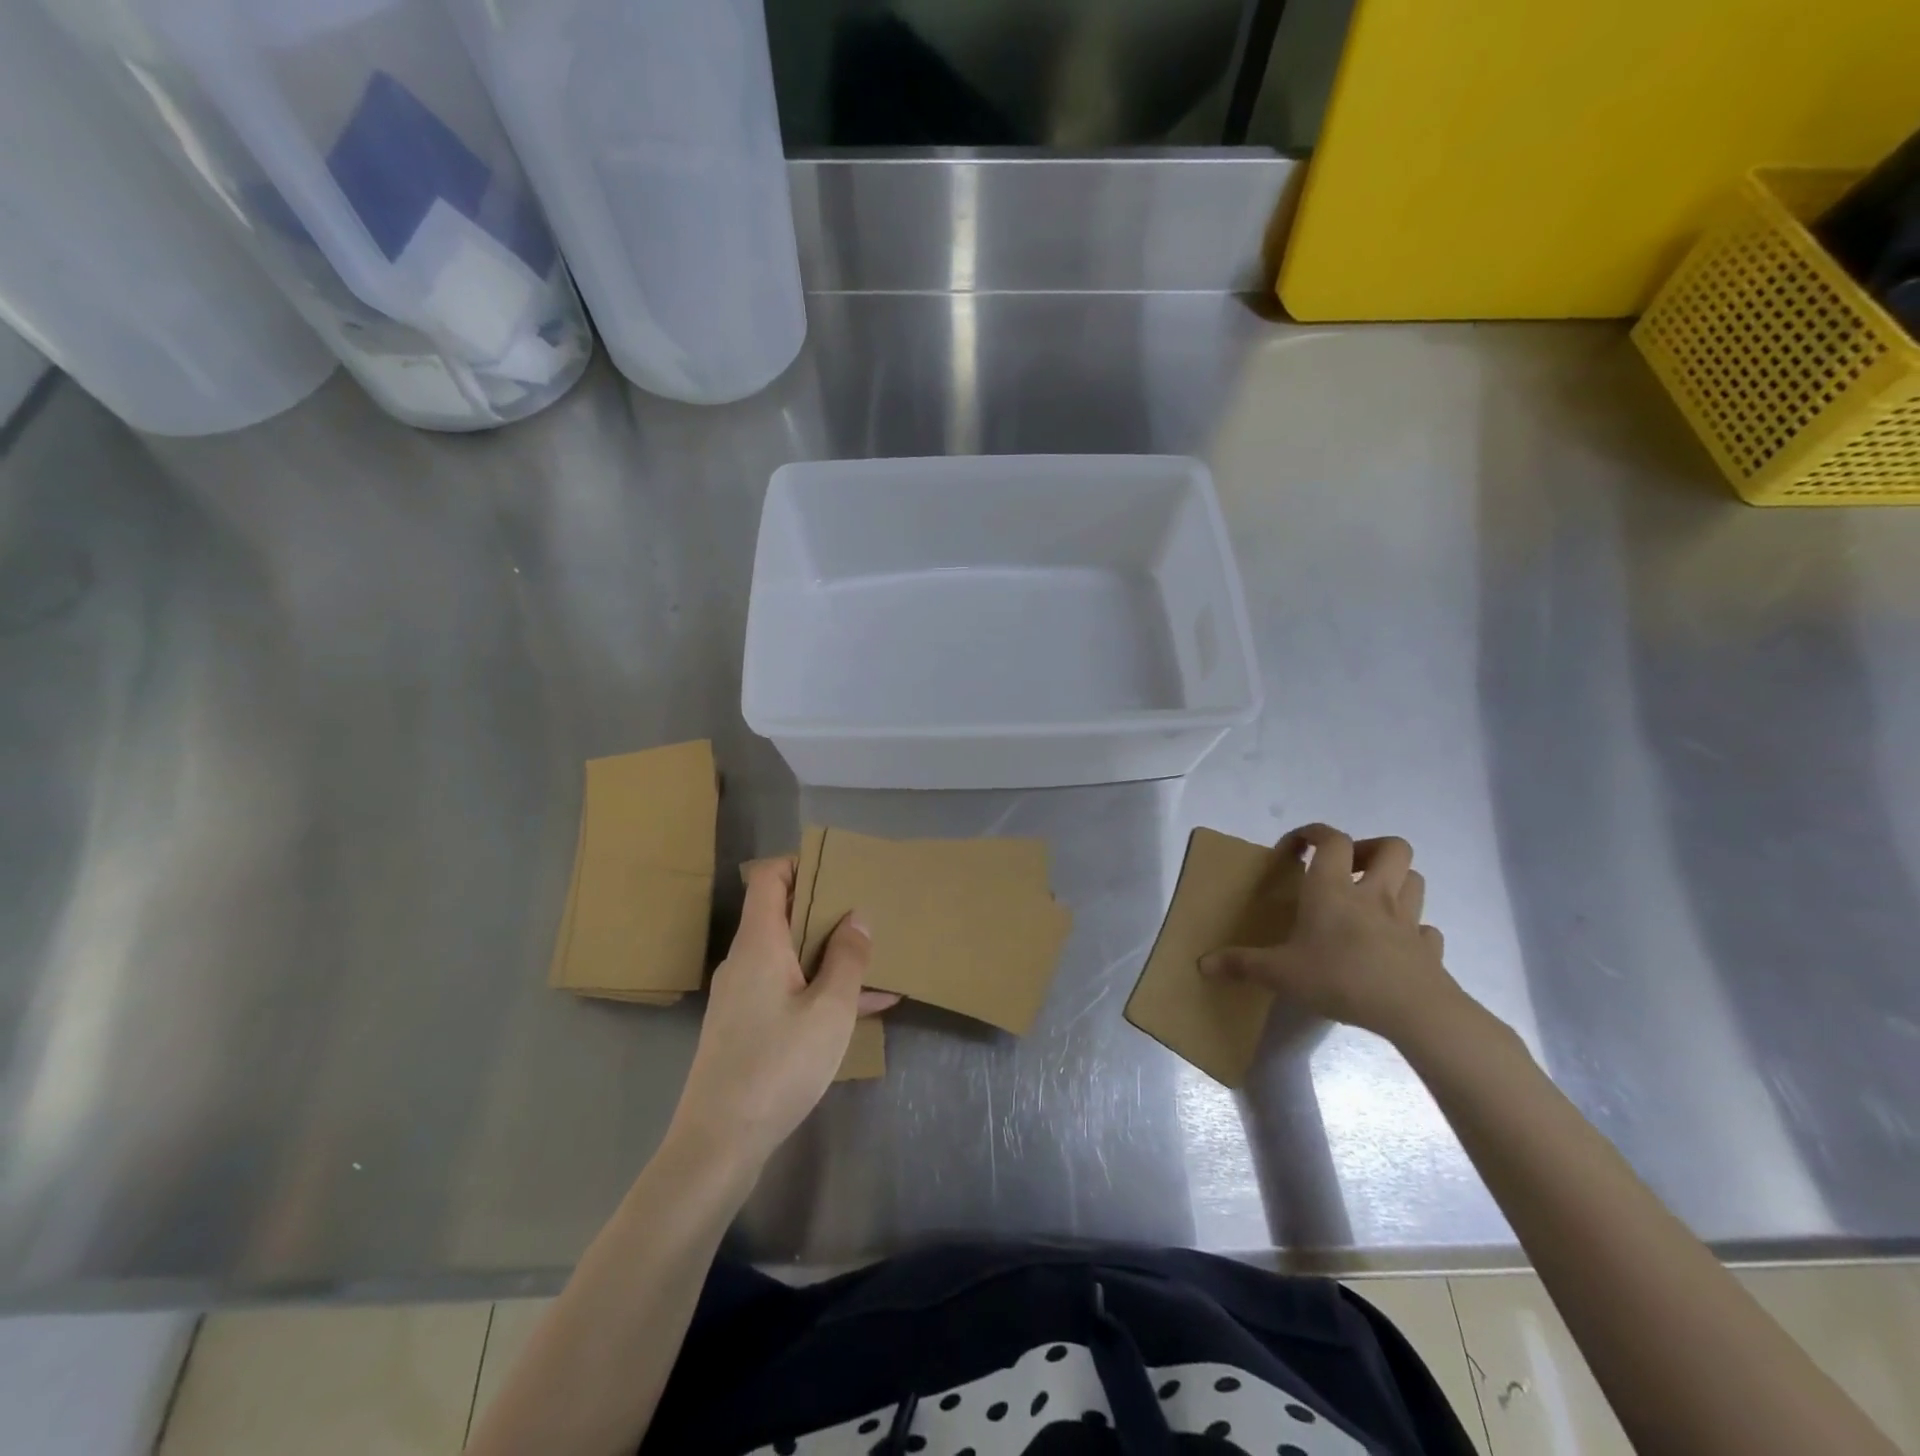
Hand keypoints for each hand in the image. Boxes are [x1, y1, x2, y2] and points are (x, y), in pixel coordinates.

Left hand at [667, 857, 896, 1173]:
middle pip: (782, 914)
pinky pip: (788, 990)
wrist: (719, 1144)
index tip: (840, 873)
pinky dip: (820, 989)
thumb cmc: (778, 1065)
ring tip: (877, 959)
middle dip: (827, 911)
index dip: (801, 865)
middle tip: (869, 914)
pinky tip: (865, 1007)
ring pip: (790, 956)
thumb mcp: (830, 1010)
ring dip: (830, 954)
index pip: (769, 877)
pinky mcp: (746, 1027)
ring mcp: (742, 995)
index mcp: (759, 943)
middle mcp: (745, 960)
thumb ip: (847, 958)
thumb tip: (856, 917)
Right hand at [1200, 824, 1465, 1045]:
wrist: (1413, 1011)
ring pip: (1414, 881)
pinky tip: (1395, 945)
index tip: (1295, 847)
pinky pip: (1426, 930)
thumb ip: (1241, 964)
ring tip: (1371, 901)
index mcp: (1333, 889)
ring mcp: (1407, 921)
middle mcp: (1373, 895)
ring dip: (1395, 882)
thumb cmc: (1340, 977)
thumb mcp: (1280, 973)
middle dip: (1368, 849)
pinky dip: (1414, 930)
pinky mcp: (1428, 950)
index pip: (1331, 839)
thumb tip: (1202, 964)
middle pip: (1390, 847)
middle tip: (1345, 870)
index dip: (1313, 833)